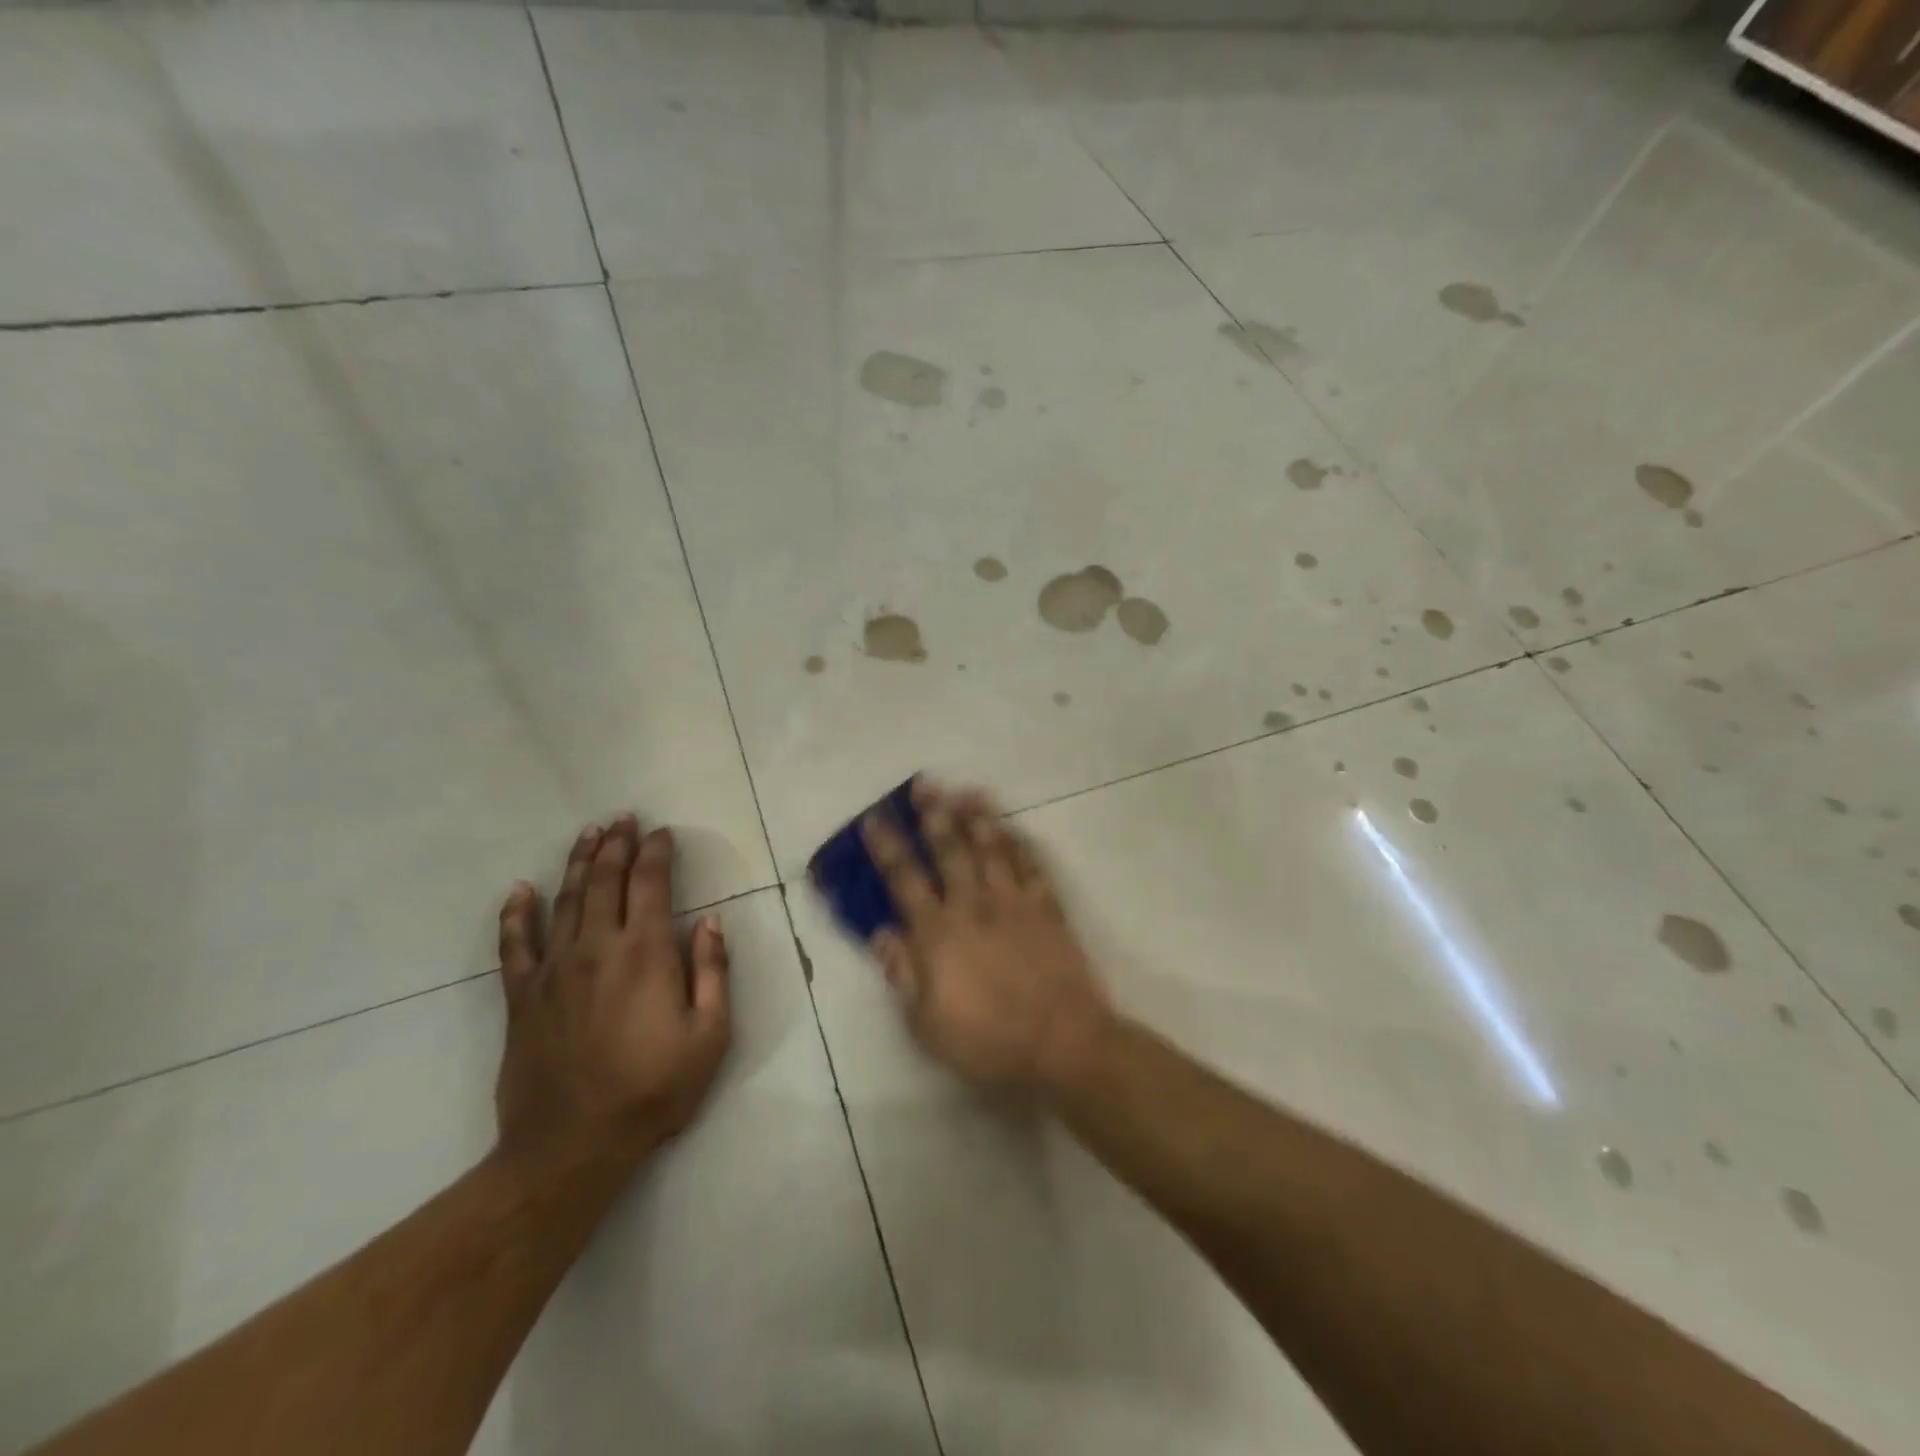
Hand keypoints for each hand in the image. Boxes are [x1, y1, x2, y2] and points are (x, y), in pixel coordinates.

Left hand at [493, 815, 731, 1176]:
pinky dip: (515, 914)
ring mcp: (554, 970)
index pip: (651, 884)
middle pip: (605, 881)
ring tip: (588, 834)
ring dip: (577, 863)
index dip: (656, 852)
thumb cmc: (653, 1090)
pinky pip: (514, 945)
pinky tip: (519, 891)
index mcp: (646, 953)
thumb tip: (713, 922)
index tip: (662, 832)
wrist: (571, 1146)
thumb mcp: (709, 1036)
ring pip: (565, 901)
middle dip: (617, 845)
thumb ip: (714, 973)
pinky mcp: (521, 997)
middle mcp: (597, 948)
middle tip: (623, 819)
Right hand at [862, 780, 1110, 1091]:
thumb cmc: (988, 1042)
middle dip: (934, 815)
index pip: (905, 880)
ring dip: (977, 817)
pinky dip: (1021, 843)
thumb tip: (882, 934)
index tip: (874, 820)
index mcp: (938, 933)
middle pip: (950, 850)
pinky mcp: (1047, 909)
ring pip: (992, 849)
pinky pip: (1032, 866)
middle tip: (924, 784)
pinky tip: (1013, 828)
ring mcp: (1014, 903)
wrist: (1063, 1044)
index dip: (888, 847)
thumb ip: (902, 974)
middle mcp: (973, 906)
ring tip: (966, 791)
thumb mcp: (927, 1024)